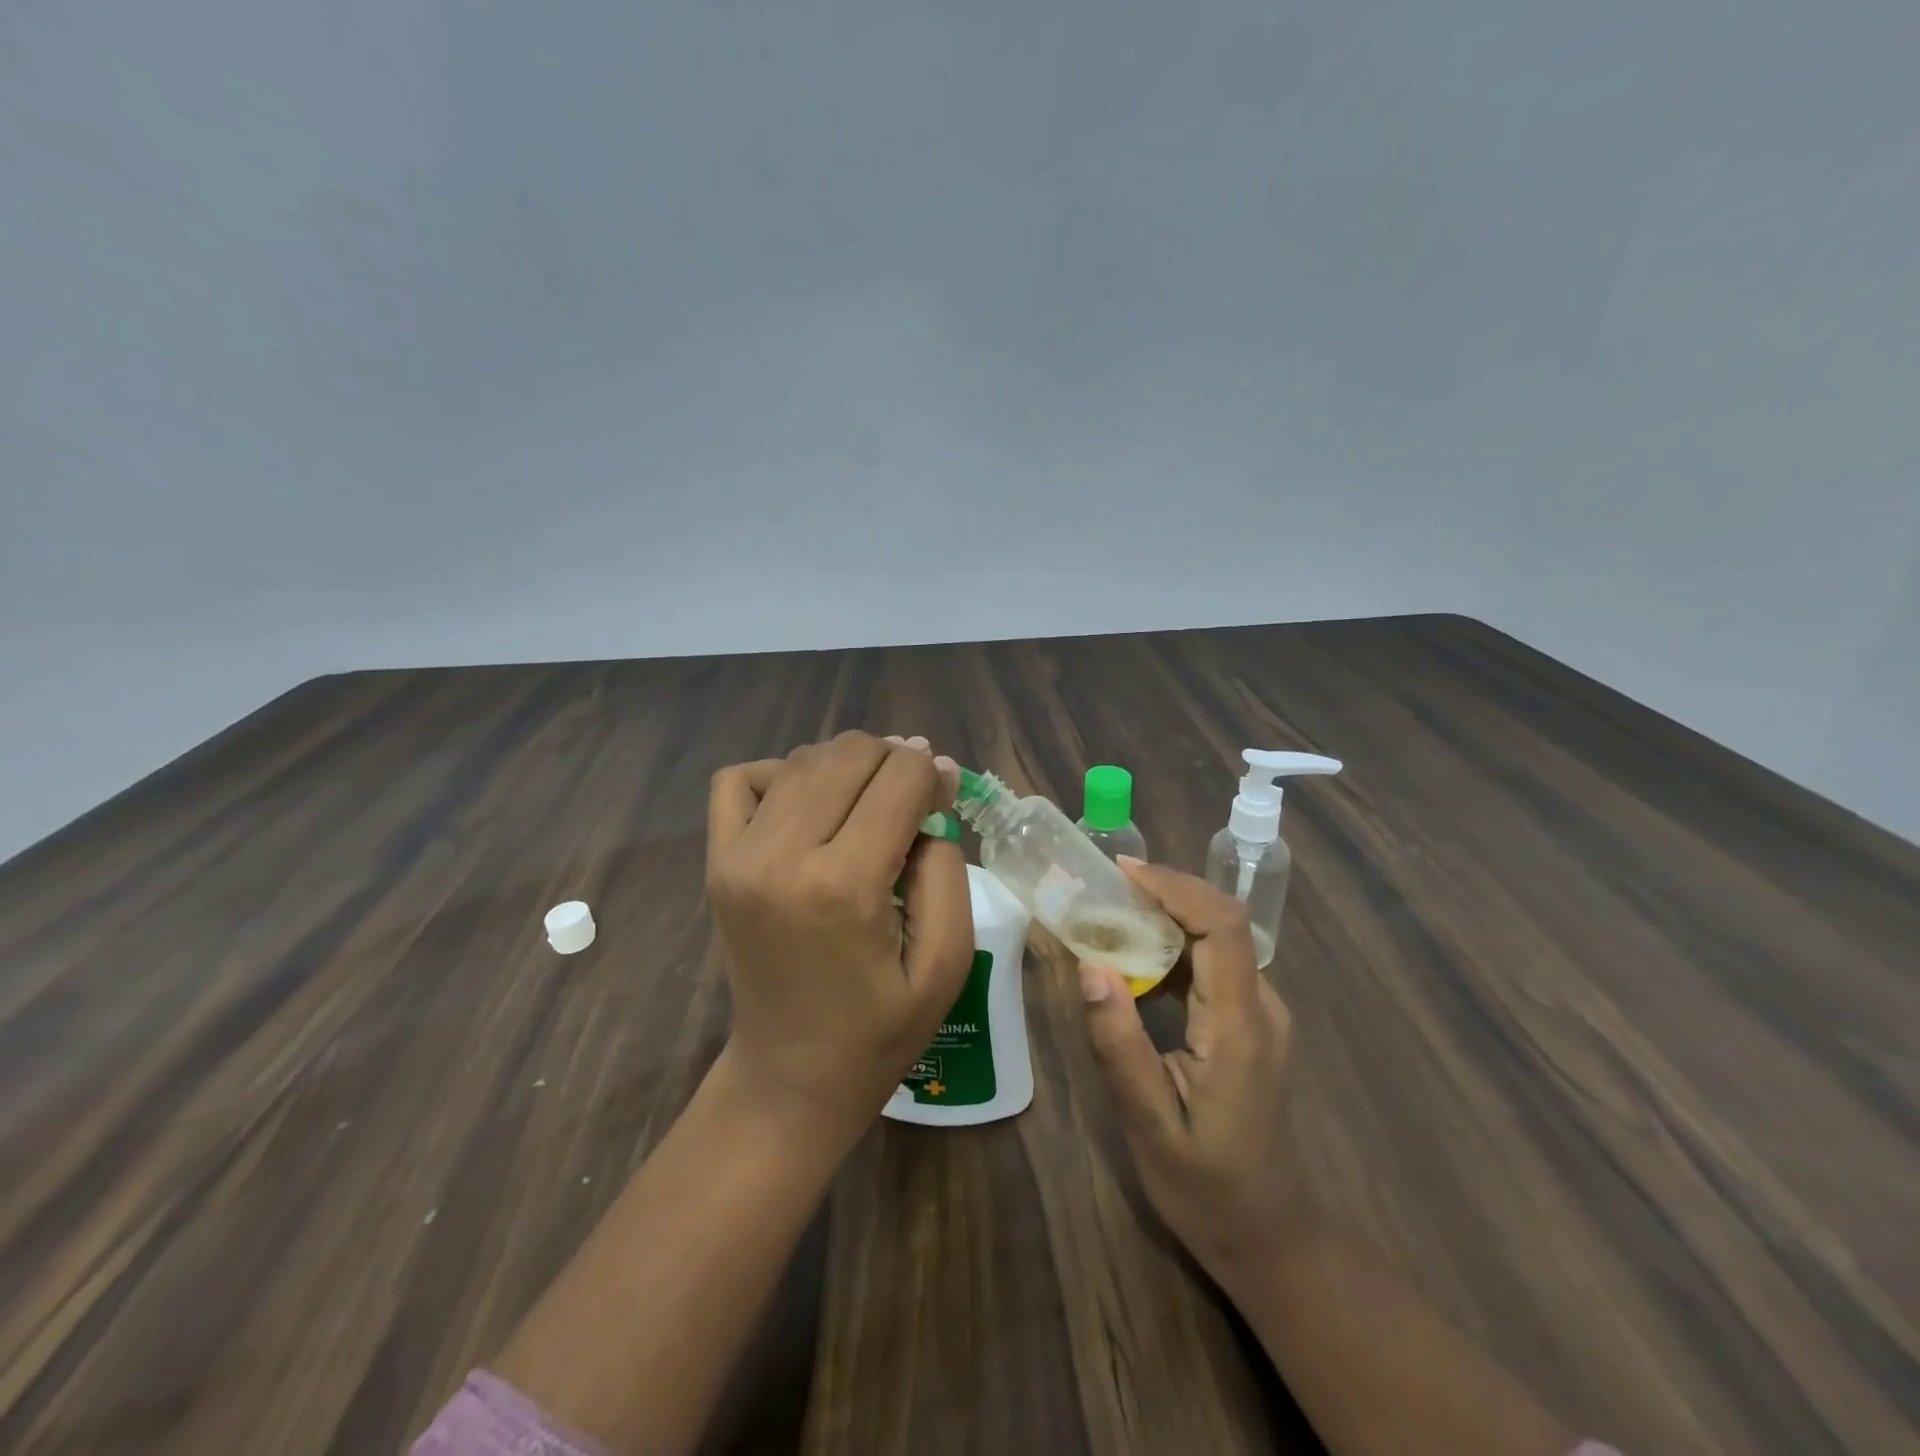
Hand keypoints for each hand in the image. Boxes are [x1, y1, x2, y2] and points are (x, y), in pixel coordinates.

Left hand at [706, 731, 972, 1138]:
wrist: (790, 1077)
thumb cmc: (880, 1029)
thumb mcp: (948, 961)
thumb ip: (946, 867)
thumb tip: (930, 783)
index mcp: (845, 886)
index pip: (899, 777)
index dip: (932, 774)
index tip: (944, 796)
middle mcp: (782, 856)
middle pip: (850, 753)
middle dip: (894, 760)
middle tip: (913, 799)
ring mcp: (738, 855)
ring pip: (804, 758)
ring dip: (848, 765)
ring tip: (869, 802)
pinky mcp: (716, 861)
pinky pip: (740, 779)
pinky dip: (781, 774)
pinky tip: (808, 805)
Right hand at [1077, 859, 1311, 1284]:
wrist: (1269, 1235)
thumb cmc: (1206, 1188)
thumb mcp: (1149, 1125)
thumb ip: (1119, 1045)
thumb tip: (1090, 967)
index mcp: (1241, 1029)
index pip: (1222, 928)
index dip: (1176, 888)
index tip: (1122, 872)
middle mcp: (1262, 1008)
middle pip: (1223, 922)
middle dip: (1166, 891)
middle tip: (1104, 888)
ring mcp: (1262, 1014)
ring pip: (1219, 938)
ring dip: (1168, 914)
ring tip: (1111, 911)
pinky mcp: (1251, 1023)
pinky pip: (1215, 963)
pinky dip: (1175, 943)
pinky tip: (1137, 954)